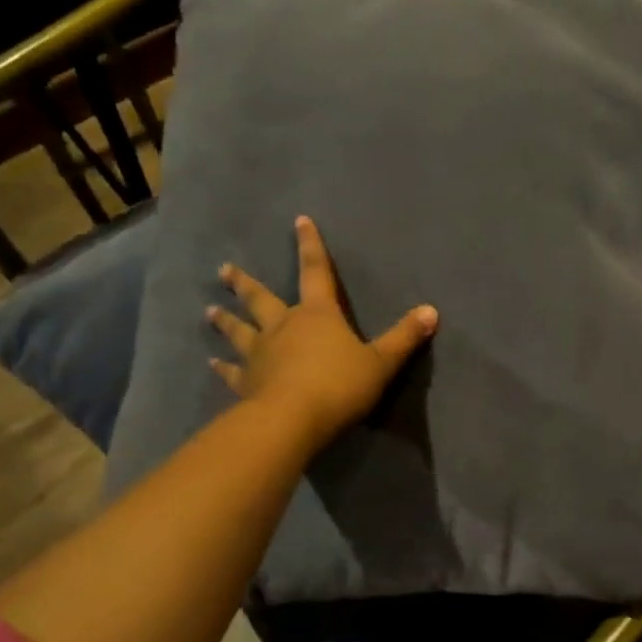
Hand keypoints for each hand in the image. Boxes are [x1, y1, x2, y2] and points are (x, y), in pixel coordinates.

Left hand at [207, 216, 436, 447]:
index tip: (299, 221)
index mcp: (318, 315)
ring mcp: (260, 355)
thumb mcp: (381, 362)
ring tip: (210, 311)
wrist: (292, 420)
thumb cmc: (340, 385)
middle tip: (223, 270)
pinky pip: (233, 372)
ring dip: (226, 321)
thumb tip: (432, 310)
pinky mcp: (247, 383)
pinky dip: (223, 368)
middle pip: (261, 299)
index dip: (310, 246)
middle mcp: (284, 327)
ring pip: (239, 332)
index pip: (316, 272)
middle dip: (245, 284)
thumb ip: (404, 337)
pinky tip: (213, 364)